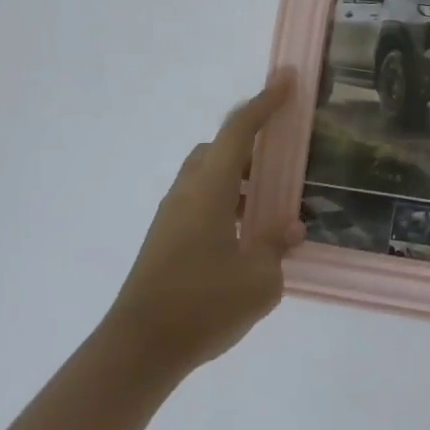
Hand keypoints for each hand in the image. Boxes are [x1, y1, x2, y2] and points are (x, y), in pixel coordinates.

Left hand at [102, 72, 304, 377]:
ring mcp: (171, 216)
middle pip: (218, 149)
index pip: (240, 130)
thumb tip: (290, 227)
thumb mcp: (258, 280)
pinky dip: (225, 203)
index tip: (287, 79)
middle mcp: (187, 192)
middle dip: (250, 142)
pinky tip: (244, 237)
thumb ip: (277, 246)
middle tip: (282, 156)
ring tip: (269, 204)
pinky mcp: (165, 240)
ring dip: (238, 178)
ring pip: (207, 177)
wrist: (138, 349)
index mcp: (210, 189)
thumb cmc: (202, 305)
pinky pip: (200, 202)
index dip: (265, 102)